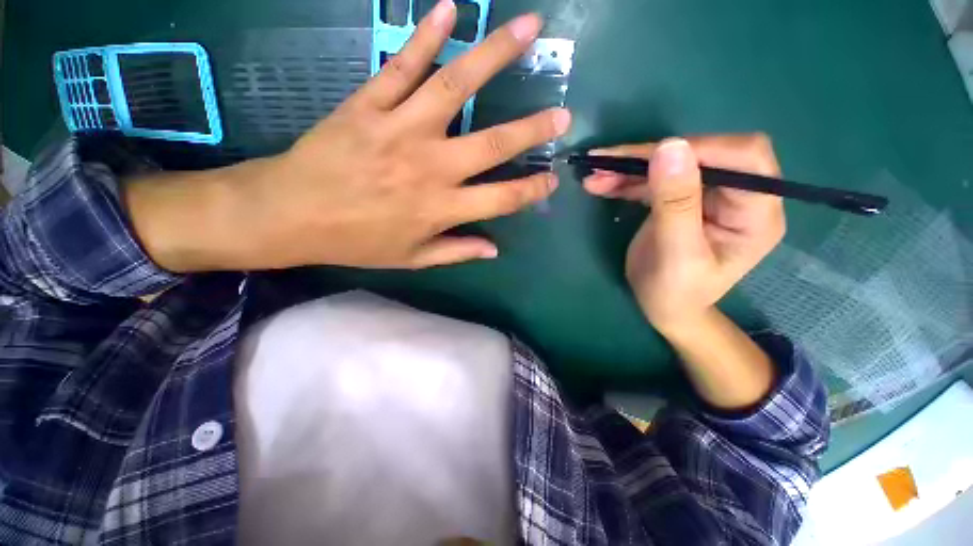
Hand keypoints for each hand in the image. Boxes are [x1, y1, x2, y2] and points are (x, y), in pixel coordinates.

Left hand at [127, 2, 569, 271]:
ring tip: (529, 29)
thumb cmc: (357, 242)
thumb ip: (456, 251)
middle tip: (563, 115)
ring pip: (456, 87)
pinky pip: (402, 65)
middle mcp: (431, 166)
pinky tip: (448, 9)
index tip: (552, 180)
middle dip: (532, 129)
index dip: (531, 190)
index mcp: (441, 208)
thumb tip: (494, 249)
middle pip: (493, 143)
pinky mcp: (369, 104)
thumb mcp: (412, 258)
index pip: (501, 199)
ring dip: (495, 55)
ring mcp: (401, 128)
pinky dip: (426, 35)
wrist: (292, 214)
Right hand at [583, 134, 784, 332]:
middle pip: (701, 154)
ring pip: (670, 163)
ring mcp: (705, 195)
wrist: (663, 308)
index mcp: (755, 213)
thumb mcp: (676, 255)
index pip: (745, 158)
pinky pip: (653, 179)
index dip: (700, 149)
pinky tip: (599, 184)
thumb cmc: (675, 293)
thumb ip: (675, 204)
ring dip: (629, 168)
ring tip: (594, 176)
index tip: (649, 158)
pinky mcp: (679, 198)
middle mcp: (737, 196)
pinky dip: (625, 180)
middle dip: (650, 156)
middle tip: (605, 164)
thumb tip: (669, 146)